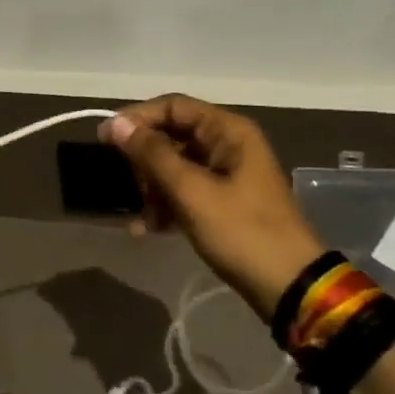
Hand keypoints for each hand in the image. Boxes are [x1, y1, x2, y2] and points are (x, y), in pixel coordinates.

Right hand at [101, 95, 324, 319]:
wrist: (289, 287)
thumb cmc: (241, 232)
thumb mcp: (192, 192)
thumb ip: (152, 155)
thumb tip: (117, 124)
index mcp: (228, 131)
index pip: (173, 106)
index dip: (137, 118)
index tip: (105, 139)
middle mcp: (228, 144)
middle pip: (172, 135)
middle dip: (145, 160)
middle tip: (130, 186)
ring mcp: (227, 174)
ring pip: (175, 165)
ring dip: (153, 187)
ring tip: (142, 217)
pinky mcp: (223, 201)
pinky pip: (185, 190)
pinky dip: (166, 205)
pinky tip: (148, 229)